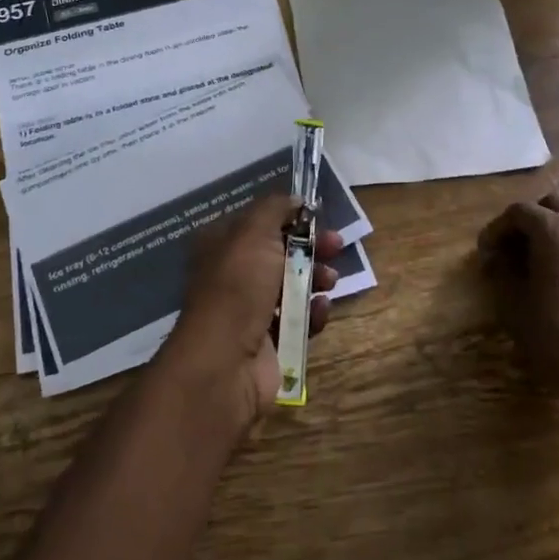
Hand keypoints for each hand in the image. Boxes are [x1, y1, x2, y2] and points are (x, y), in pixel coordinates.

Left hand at [162, 194, 342, 432]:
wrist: (226, 360)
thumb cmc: (238, 286)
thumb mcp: (254, 232)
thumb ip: (275, 208)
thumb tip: (294, 199)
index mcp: (222, 244)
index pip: (260, 222)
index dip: (290, 217)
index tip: (317, 217)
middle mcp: (234, 274)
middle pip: (280, 252)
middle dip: (311, 247)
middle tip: (337, 246)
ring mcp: (250, 310)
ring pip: (292, 286)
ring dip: (315, 279)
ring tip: (330, 281)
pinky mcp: (269, 341)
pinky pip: (298, 320)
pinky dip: (312, 313)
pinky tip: (321, 310)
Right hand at [478, 191, 558, 396]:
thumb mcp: (515, 305)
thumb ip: (502, 271)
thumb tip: (496, 258)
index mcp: (555, 230)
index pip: (518, 212)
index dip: (496, 229)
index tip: (486, 251)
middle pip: (551, 203)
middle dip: (528, 219)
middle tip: (514, 246)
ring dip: (557, 223)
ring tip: (543, 251)